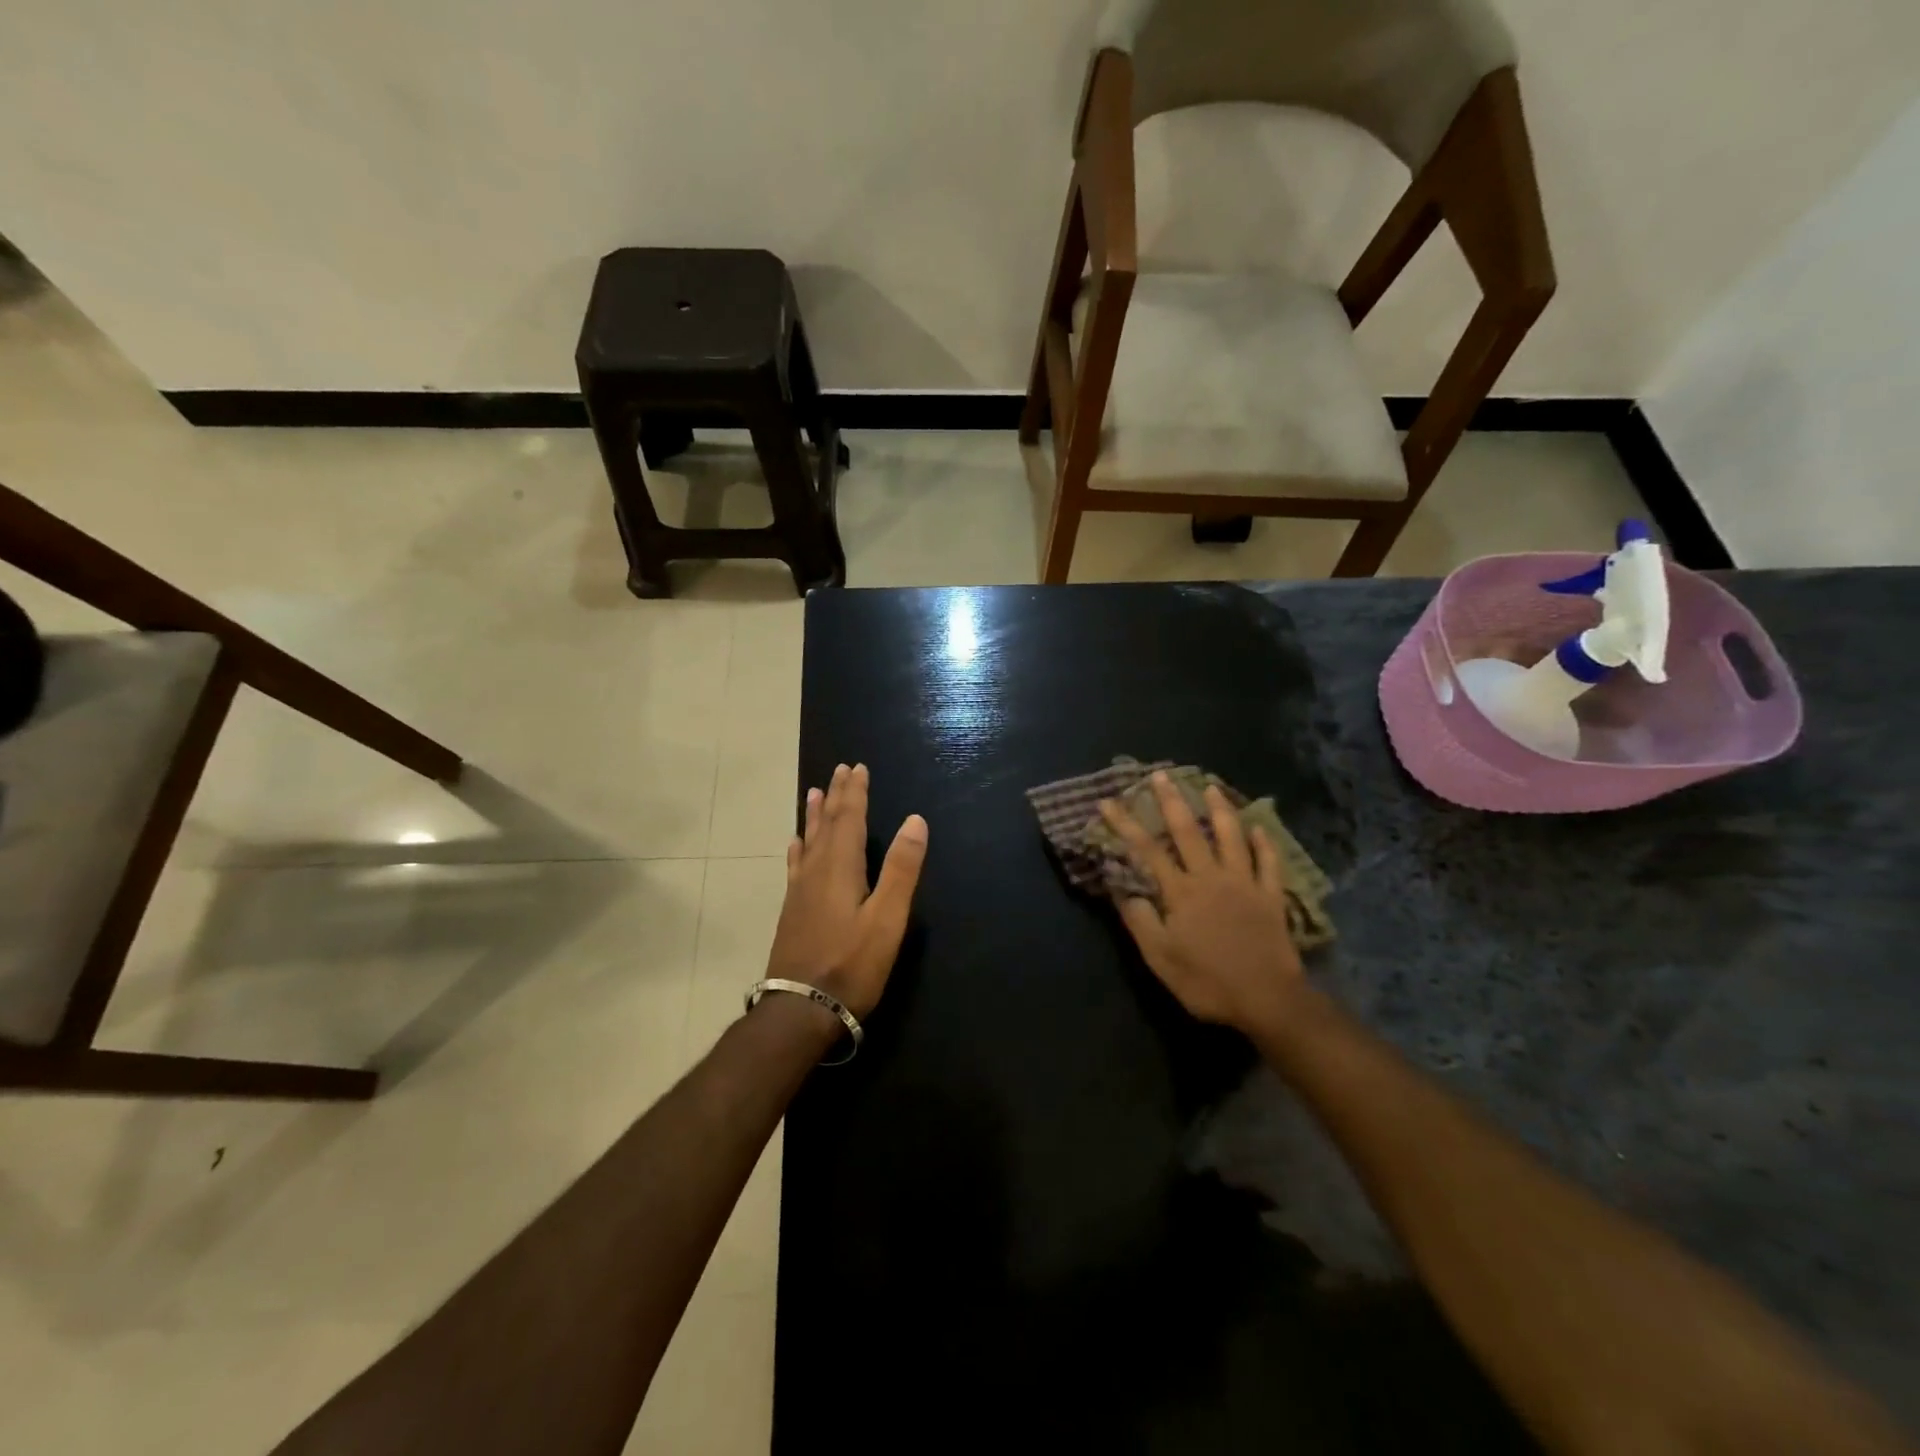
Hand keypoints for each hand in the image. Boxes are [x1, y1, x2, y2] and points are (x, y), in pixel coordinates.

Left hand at [768, 763, 928, 1018]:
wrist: (801, 1009)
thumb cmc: (852, 964)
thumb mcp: (887, 918)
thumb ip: (901, 869)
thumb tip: (916, 820)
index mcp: (840, 868)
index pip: (850, 818)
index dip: (855, 792)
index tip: (857, 766)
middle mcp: (816, 871)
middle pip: (827, 824)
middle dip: (836, 796)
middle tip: (839, 769)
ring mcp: (800, 891)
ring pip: (808, 841)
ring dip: (815, 816)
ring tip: (814, 793)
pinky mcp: (792, 910)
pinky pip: (796, 864)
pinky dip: (799, 847)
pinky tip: (796, 845)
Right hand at [1099, 772, 1303, 1034]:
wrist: (1267, 1000)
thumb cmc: (1207, 982)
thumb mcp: (1160, 959)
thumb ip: (1140, 922)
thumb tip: (1124, 890)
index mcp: (1181, 892)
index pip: (1147, 850)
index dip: (1126, 824)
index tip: (1108, 802)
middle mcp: (1211, 878)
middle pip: (1188, 832)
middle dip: (1171, 801)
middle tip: (1161, 775)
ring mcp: (1245, 884)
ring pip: (1231, 837)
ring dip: (1219, 809)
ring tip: (1210, 786)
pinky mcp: (1271, 897)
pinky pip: (1268, 863)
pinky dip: (1264, 843)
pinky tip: (1259, 827)